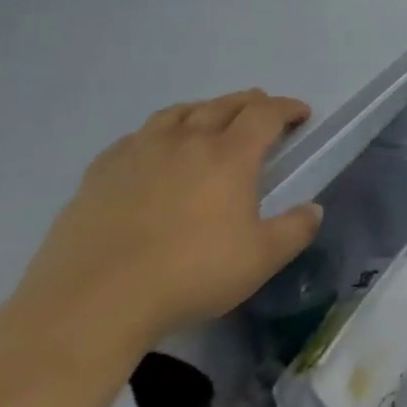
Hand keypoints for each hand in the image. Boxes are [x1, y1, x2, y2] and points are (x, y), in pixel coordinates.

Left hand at [13, 90, 321, 353]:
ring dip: (204, 110)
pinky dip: (158, 134)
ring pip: (178, 112)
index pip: (266, 113)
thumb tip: (313, 209)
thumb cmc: (188, 276)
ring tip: (209, 121)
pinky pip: (137, 136)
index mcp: (230, 155)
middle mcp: (187, 140)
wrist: (93, 303)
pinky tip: (154, 152)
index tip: (301, 114)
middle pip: (224, 104)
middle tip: (262, 113)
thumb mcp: (260, 260)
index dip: (288, 108)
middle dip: (251, 103)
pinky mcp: (100, 172)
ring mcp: (140, 152)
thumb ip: (295, 230)